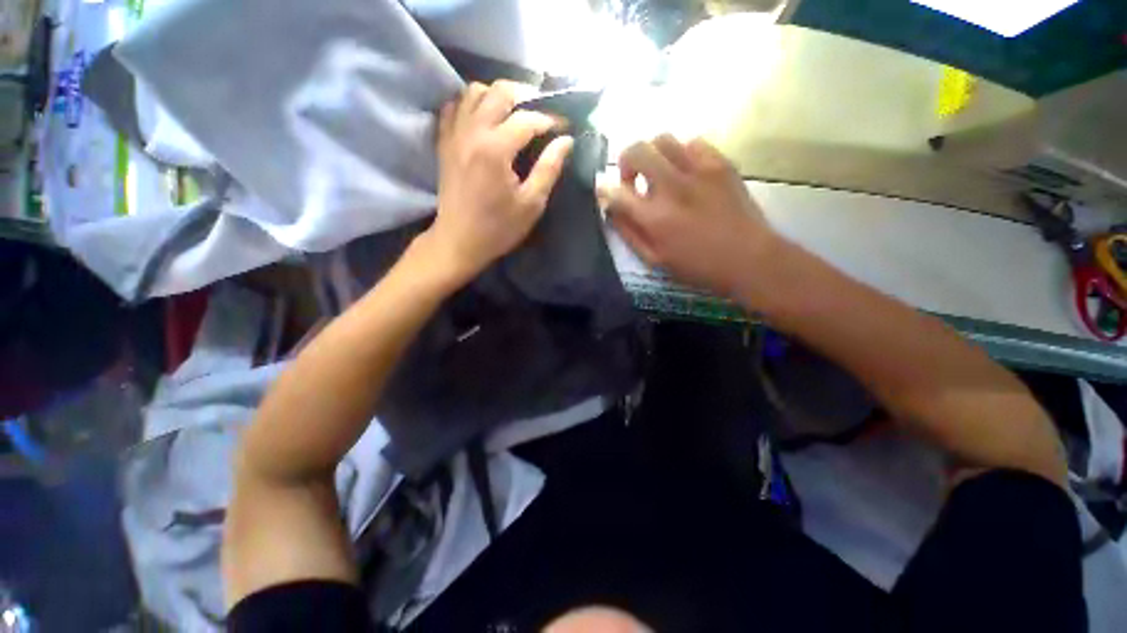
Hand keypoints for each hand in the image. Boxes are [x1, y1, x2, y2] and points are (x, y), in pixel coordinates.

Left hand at [425, 81, 573, 284]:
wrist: (459, 241)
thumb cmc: (499, 228)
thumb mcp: (531, 204)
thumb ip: (549, 168)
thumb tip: (566, 141)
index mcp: (496, 149)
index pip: (527, 119)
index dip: (550, 120)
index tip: (564, 129)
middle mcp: (472, 132)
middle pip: (499, 92)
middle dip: (526, 97)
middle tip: (541, 115)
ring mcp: (454, 134)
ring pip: (473, 92)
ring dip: (497, 96)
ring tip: (513, 114)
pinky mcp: (444, 143)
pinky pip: (454, 107)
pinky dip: (471, 105)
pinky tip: (484, 120)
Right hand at [606, 135, 781, 297]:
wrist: (749, 258)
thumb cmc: (697, 266)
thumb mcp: (655, 260)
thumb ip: (629, 233)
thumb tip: (611, 210)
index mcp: (655, 218)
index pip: (617, 193)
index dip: (605, 190)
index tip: (605, 192)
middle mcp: (673, 187)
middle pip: (637, 151)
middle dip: (625, 162)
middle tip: (632, 180)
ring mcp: (699, 171)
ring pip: (663, 139)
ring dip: (653, 155)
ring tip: (659, 174)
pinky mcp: (721, 164)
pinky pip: (693, 142)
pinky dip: (681, 153)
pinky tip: (686, 172)